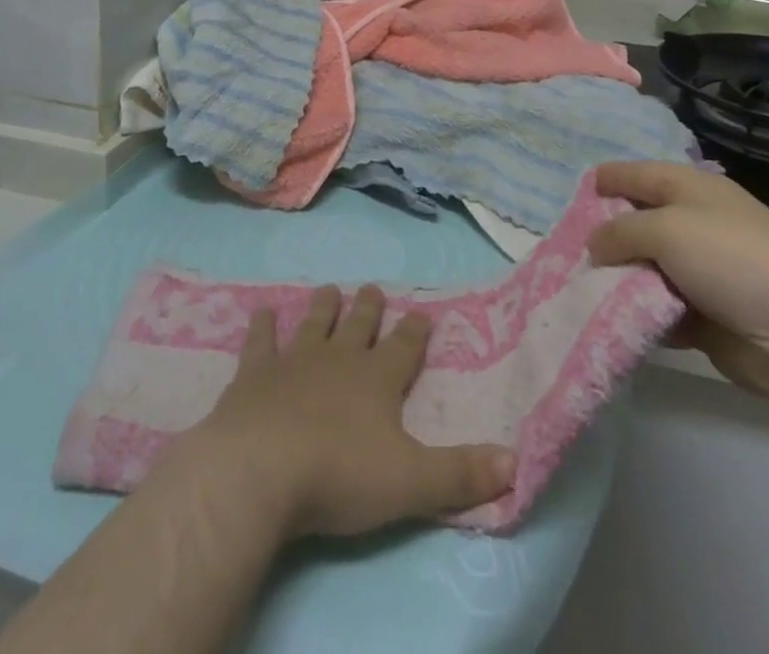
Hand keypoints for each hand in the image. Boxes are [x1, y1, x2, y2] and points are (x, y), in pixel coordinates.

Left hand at [177, 285, 515, 540]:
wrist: (260, 469)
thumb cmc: (340, 475)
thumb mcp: (411, 483)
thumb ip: (460, 474)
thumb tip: (514, 461)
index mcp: (377, 380)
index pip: (404, 348)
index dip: (414, 331)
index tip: (421, 312)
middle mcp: (338, 360)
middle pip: (358, 327)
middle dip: (368, 308)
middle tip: (372, 286)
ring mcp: (293, 362)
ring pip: (314, 325)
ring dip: (323, 308)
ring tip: (328, 289)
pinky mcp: (254, 375)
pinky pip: (261, 342)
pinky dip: (263, 327)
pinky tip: (263, 313)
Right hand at [588, 160, 768, 414]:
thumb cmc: (733, 260)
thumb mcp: (666, 229)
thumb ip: (620, 232)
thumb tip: (593, 245)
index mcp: (687, 188)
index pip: (634, 174)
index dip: (603, 182)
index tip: (570, 200)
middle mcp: (691, 224)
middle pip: (634, 224)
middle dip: (602, 238)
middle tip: (563, 253)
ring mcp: (698, 272)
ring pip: (642, 270)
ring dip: (616, 281)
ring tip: (575, 290)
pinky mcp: (703, 317)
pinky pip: (656, 310)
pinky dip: (635, 315)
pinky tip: (605, 321)